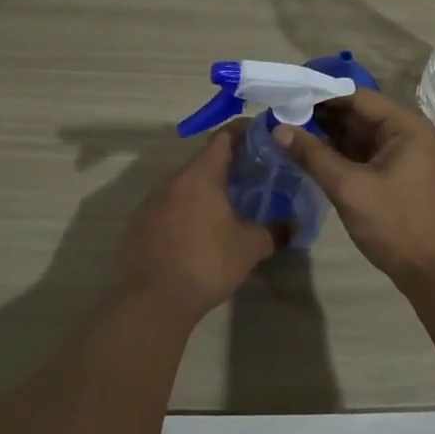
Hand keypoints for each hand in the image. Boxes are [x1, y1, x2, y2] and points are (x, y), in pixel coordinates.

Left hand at [117, 123, 277, 323]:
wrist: (152, 300)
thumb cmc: (207, 263)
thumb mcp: (250, 247)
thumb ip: (275, 231)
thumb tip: (295, 226)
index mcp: (201, 174)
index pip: (224, 137)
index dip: (245, 133)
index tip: (264, 139)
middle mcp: (173, 179)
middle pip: (204, 160)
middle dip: (229, 165)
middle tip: (253, 177)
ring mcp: (151, 201)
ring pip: (185, 184)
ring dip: (206, 189)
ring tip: (228, 205)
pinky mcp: (139, 224)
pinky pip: (168, 205)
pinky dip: (186, 209)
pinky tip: (198, 232)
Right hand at [272, 88, 434, 293]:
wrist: (434, 272)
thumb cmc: (396, 224)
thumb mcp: (350, 188)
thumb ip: (313, 155)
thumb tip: (278, 128)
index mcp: (404, 126)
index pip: (356, 96)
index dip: (320, 93)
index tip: (286, 93)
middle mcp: (404, 133)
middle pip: (356, 113)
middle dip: (319, 113)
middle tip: (279, 111)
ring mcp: (399, 154)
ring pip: (355, 134)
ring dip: (324, 132)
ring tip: (284, 127)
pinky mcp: (391, 174)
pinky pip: (359, 153)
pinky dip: (334, 151)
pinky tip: (305, 150)